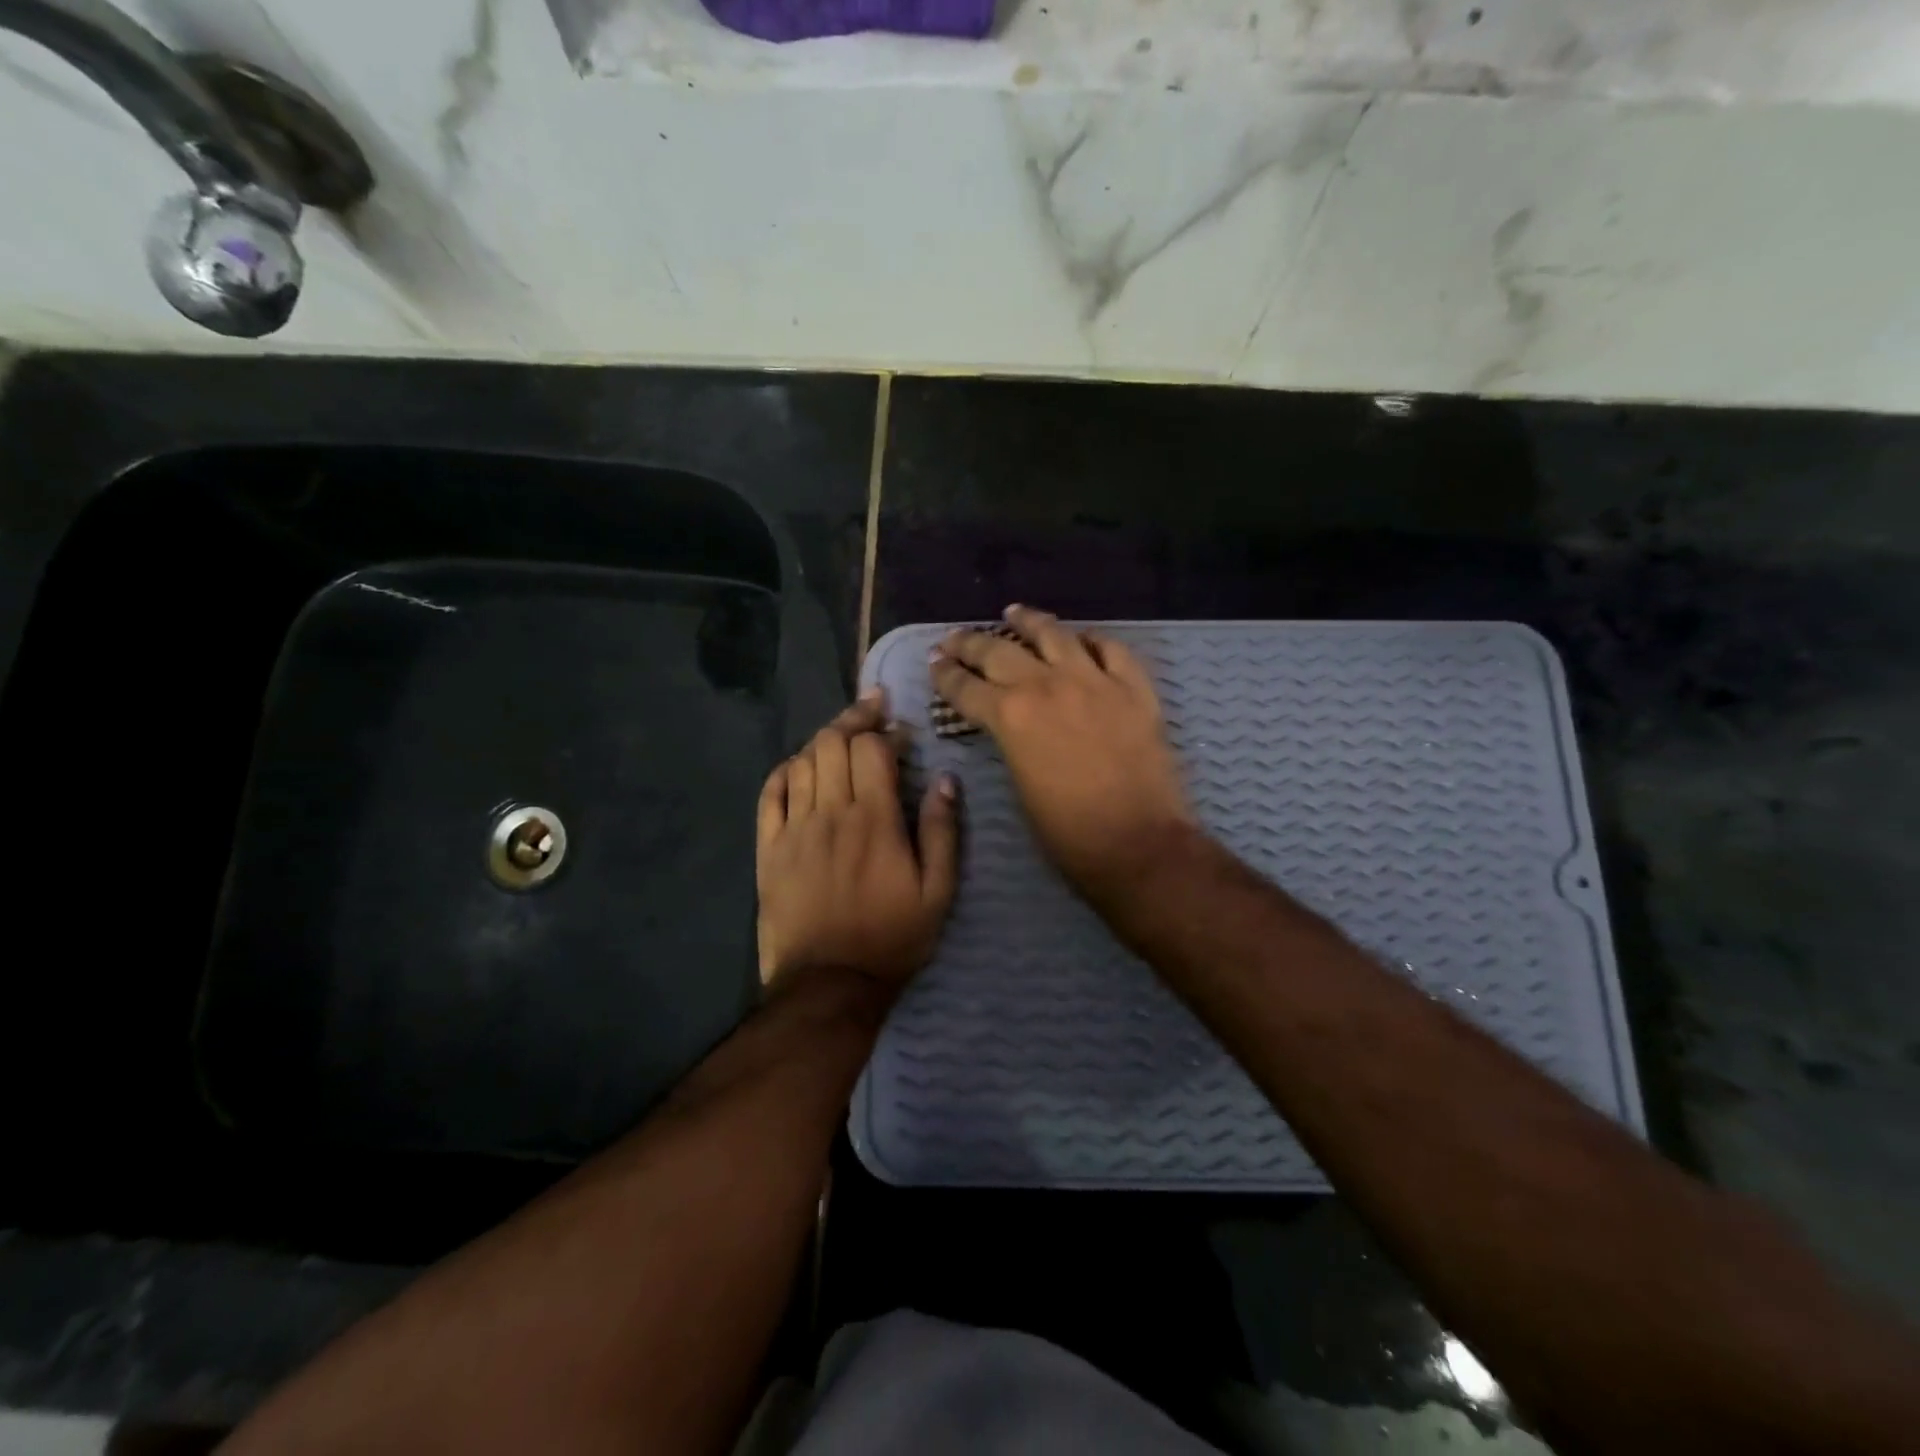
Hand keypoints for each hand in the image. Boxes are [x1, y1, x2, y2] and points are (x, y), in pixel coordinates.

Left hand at [756, 689, 958, 989]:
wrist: (829, 984)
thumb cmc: (892, 938)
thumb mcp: (937, 892)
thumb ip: (942, 832)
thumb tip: (945, 780)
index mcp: (874, 820)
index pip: (871, 750)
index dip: (885, 730)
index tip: (899, 730)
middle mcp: (830, 813)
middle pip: (831, 744)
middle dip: (852, 720)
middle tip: (871, 716)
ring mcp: (794, 830)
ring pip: (801, 762)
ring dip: (822, 742)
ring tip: (841, 739)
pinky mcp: (769, 849)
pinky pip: (770, 795)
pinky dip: (785, 772)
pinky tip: (799, 768)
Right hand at [930, 605, 1194, 905]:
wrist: (1139, 844)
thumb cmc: (1069, 834)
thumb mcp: (1020, 786)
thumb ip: (1011, 744)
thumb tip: (1009, 725)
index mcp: (1011, 717)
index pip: (966, 687)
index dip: (945, 674)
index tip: (934, 662)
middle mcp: (1048, 686)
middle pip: (1000, 652)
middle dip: (971, 643)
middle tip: (955, 638)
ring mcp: (1095, 681)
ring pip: (1055, 635)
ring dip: (1029, 622)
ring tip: (1013, 613)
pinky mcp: (1134, 688)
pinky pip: (1111, 649)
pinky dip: (1092, 640)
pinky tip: (1081, 638)